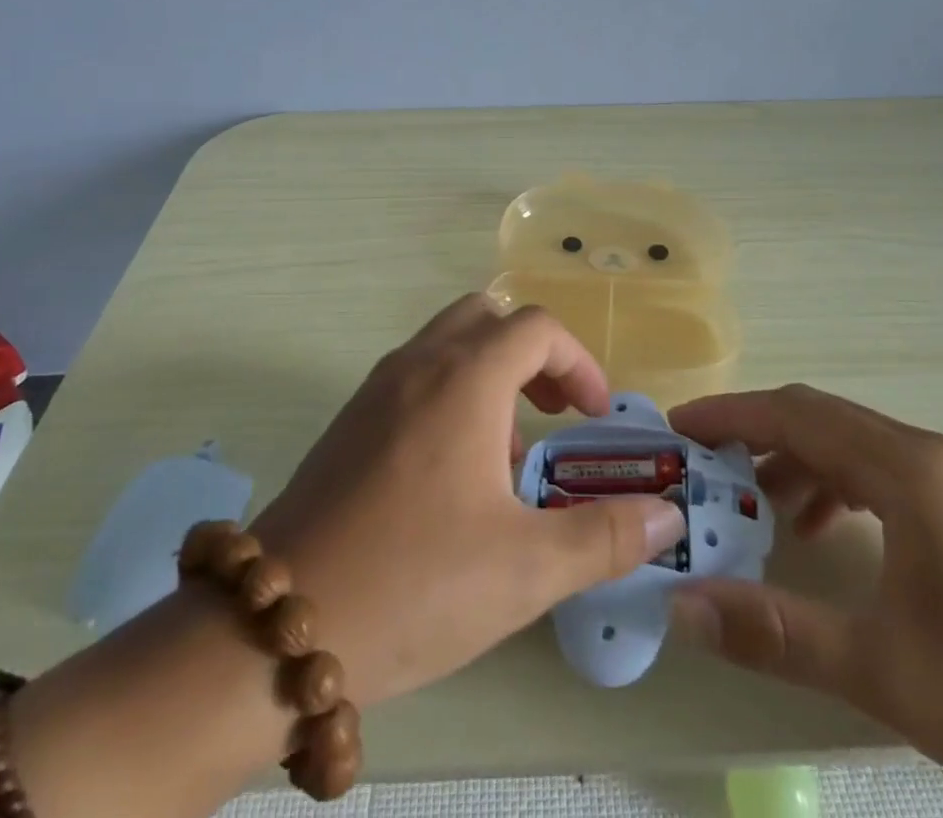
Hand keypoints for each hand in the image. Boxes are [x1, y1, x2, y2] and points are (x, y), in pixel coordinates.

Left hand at [249, 294, 685, 705]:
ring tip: (506, 455)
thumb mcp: (527, 568)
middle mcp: (418, 364)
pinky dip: (450, 394)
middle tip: (553, 413)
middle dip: (532, 354)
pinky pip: (414, 376)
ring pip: (446, 343)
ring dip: (490, 374)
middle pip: (487, 316)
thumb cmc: (416, 584)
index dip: (578, 361)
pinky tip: (452, 476)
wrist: (277, 627)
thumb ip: (606, 536)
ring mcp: (375, 388)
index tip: (594, 415)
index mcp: (464, 378)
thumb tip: (666, 515)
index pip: (536, 327)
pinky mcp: (349, 421)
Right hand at [667, 386, 942, 817]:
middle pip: (817, 417)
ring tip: (750, 503)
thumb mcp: (883, 671)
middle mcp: (925, 454)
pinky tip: (818, 530)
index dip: (729, 414)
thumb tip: (683, 605)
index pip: (795, 414)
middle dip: (752, 433)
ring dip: (791, 460)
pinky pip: (877, 472)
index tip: (677, 428)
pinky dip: (831, 484)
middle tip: (700, 467)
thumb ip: (775, 632)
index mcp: (907, 469)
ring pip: (847, 443)